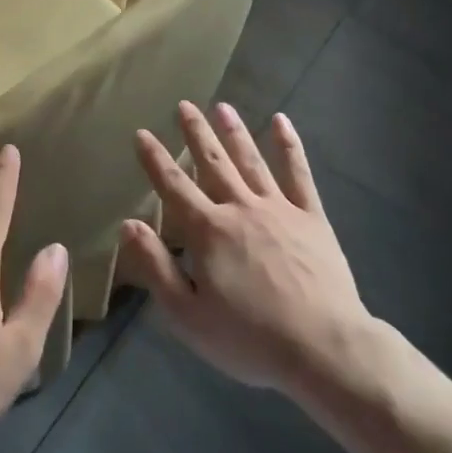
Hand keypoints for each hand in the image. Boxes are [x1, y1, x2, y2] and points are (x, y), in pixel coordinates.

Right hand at [120, 101, 372, 398]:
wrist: (324, 348)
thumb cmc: (249, 338)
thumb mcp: (188, 315)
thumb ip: (156, 267)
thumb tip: (127, 224)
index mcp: (208, 232)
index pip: (173, 187)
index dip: (154, 160)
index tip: (141, 133)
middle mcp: (241, 209)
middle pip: (213, 164)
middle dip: (195, 134)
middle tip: (184, 105)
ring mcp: (280, 209)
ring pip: (251, 161)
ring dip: (234, 132)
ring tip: (222, 106)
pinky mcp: (312, 218)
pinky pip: (299, 174)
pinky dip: (289, 146)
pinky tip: (281, 121)